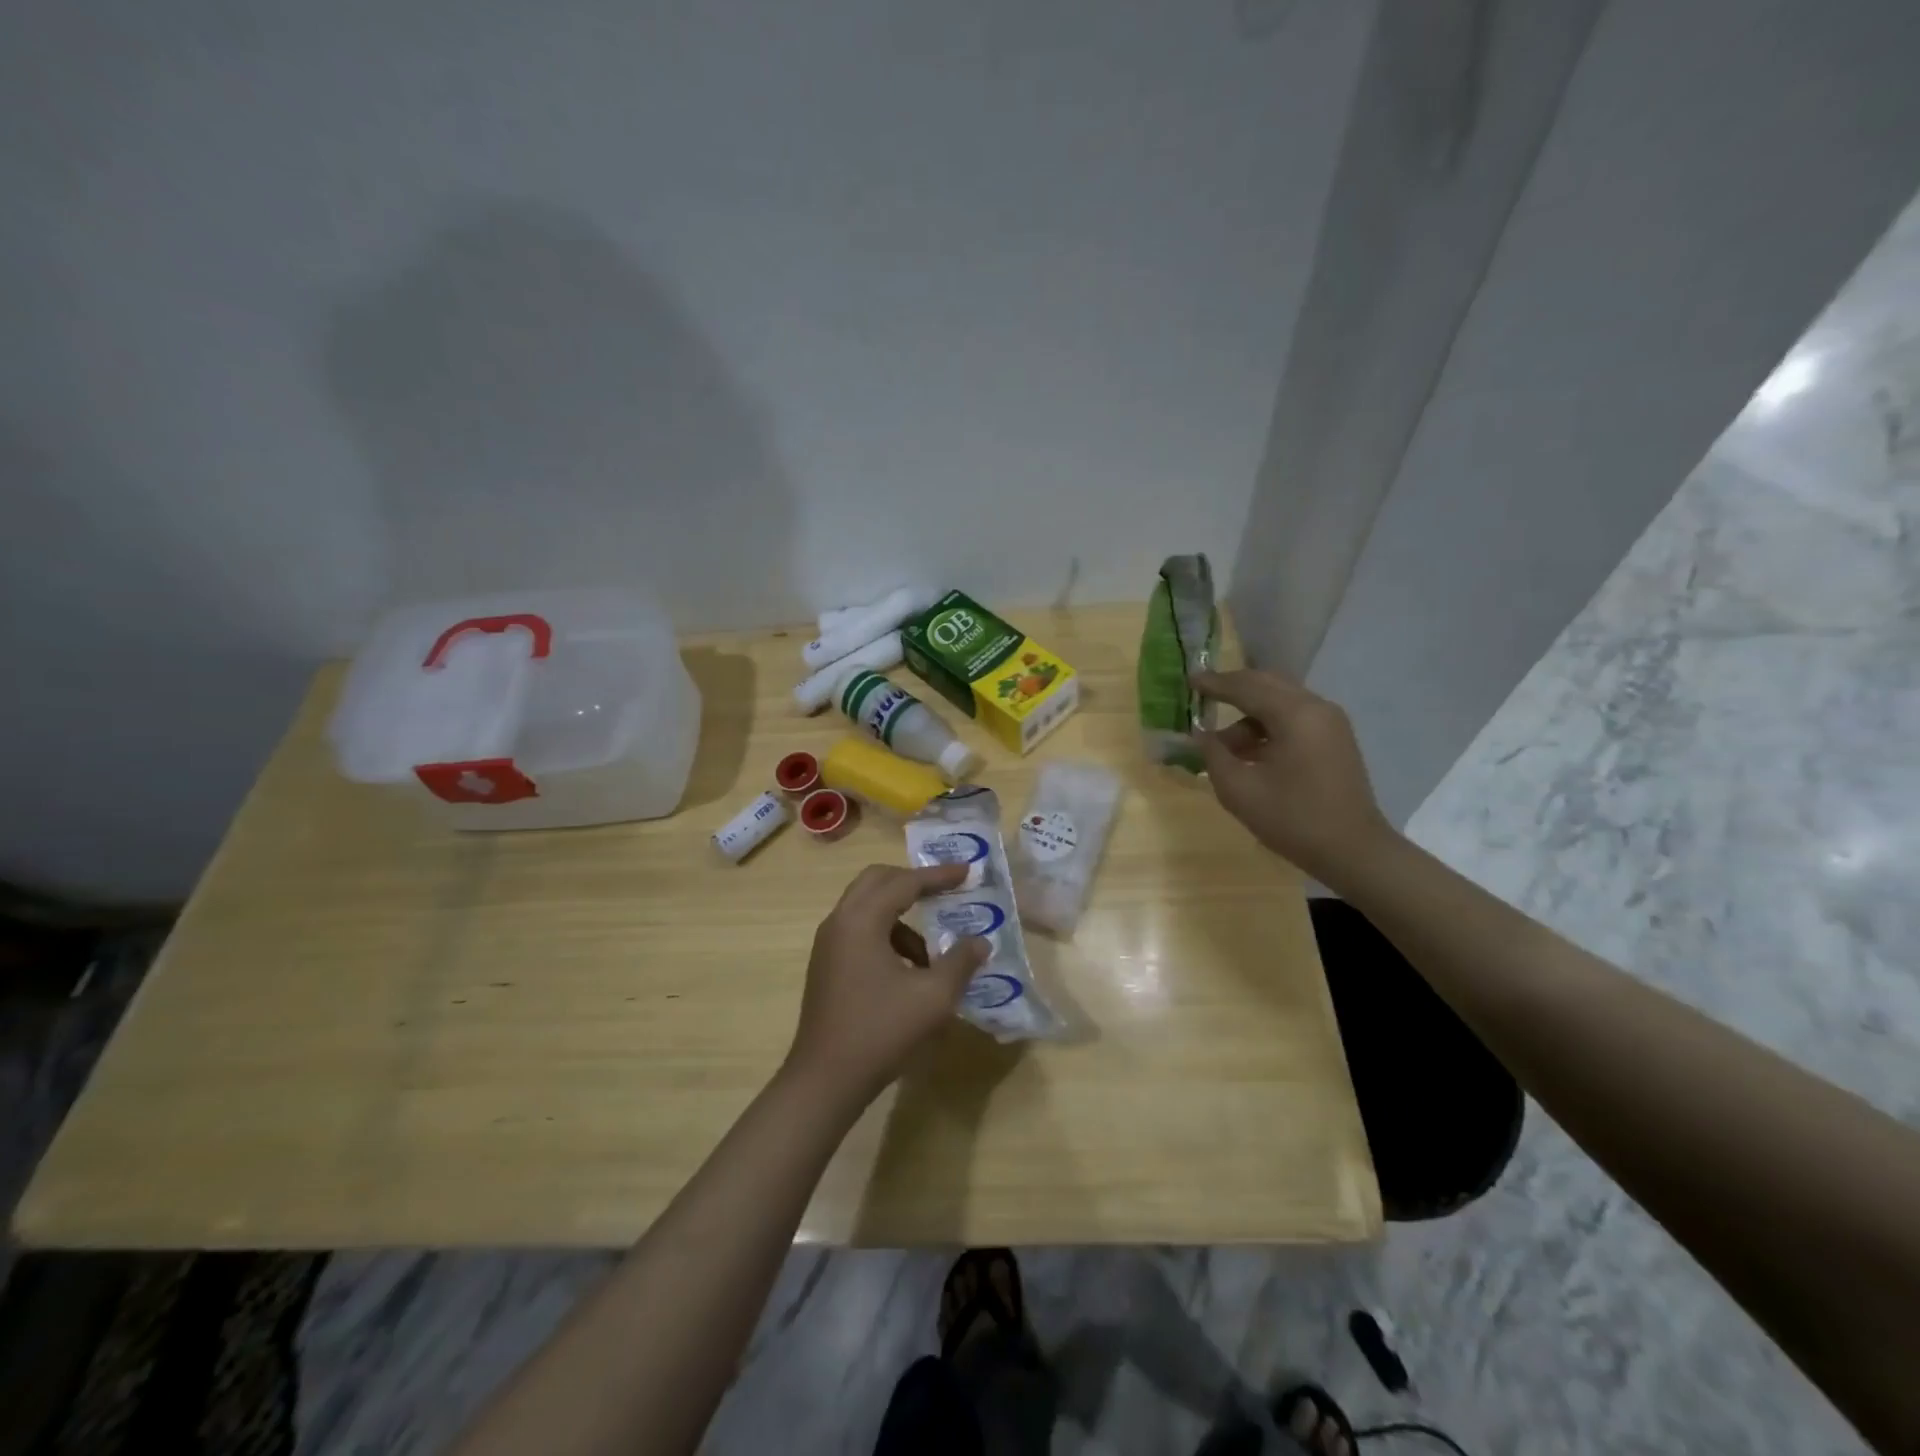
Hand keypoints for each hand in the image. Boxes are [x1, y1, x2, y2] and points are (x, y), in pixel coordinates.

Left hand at [783, 863, 988, 1108]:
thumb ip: (960, 962)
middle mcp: (839, 921)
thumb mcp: (933, 997)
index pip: (904, 882)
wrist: (825, 1079)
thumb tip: (980, 942)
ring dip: (901, 916)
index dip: (938, 876)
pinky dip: (887, 936)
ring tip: (931, 955)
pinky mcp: (826, 964)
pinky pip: (860, 931)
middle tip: (945, 892)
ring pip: (867, 907)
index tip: (967, 872)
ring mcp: (828, 943)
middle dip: (913, 882)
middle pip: (878, 881)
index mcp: (861, 920)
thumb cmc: (881, 1031)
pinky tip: (908, 972)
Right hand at [1192, 669, 1394, 885]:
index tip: (1188, 680)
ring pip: (1280, 701)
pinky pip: (1294, 718)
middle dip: (1233, 688)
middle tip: (1202, 695)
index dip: (1214, 683)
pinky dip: (1267, 725)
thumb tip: (1199, 735)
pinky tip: (1248, 751)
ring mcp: (1330, 723)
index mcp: (1295, 715)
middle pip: (1267, 684)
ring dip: (1248, 714)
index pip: (1246, 687)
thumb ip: (1213, 755)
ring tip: (1221, 744)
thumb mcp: (1239, 790)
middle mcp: (1316, 708)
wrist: (1353, 851)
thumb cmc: (1293, 820)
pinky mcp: (1334, 739)